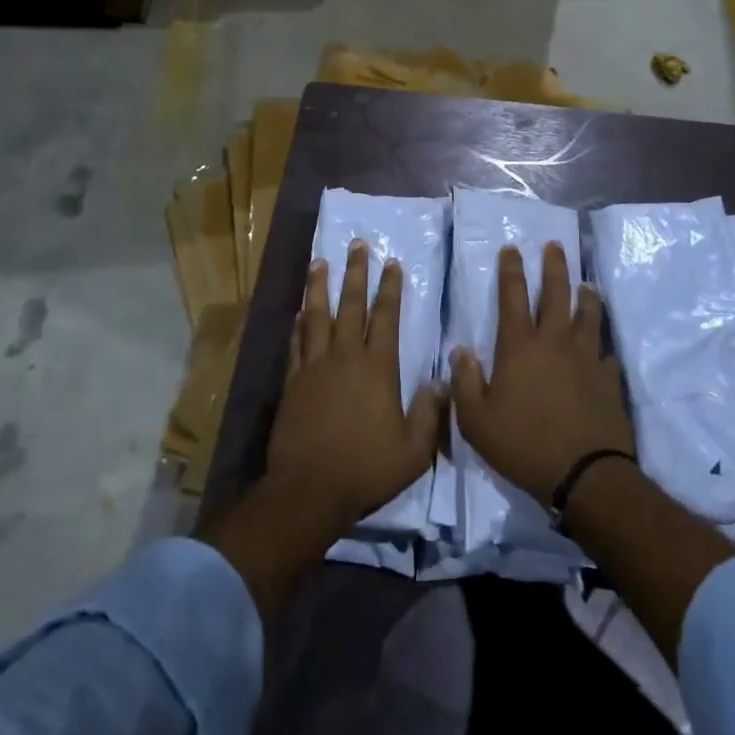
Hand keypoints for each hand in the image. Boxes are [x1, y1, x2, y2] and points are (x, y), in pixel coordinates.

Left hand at [266, 241, 444, 537]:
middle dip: (356, 273)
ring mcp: (315, 367)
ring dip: (319, 287)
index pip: (386, 317)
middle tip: (357, 244)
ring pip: (317, 316)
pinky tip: (299, 312)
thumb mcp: (413, 451)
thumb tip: (441, 383)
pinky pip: (297, 344)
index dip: (390, 289)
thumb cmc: (366, 469)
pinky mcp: (293, 382)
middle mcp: (346, 357)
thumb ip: (429, 415)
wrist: (310, 489)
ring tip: (320, 262)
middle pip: (351, 305)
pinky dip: (298, 325)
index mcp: (378, 368)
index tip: (392, 263)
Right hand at [450, 242, 633, 505]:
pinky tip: (603, 348)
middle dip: (554, 266)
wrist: (585, 474)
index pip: (512, 296)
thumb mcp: (476, 420)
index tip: (511, 248)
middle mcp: (555, 341)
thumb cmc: (523, 444)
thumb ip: (464, 382)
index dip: (510, 269)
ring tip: (587, 284)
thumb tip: (460, 351)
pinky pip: (606, 354)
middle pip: (556, 293)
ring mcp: (586, 358)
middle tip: (555, 246)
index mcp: (519, 345)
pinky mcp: (609, 379)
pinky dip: (603, 346)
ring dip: (586, 296)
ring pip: (588, 315)